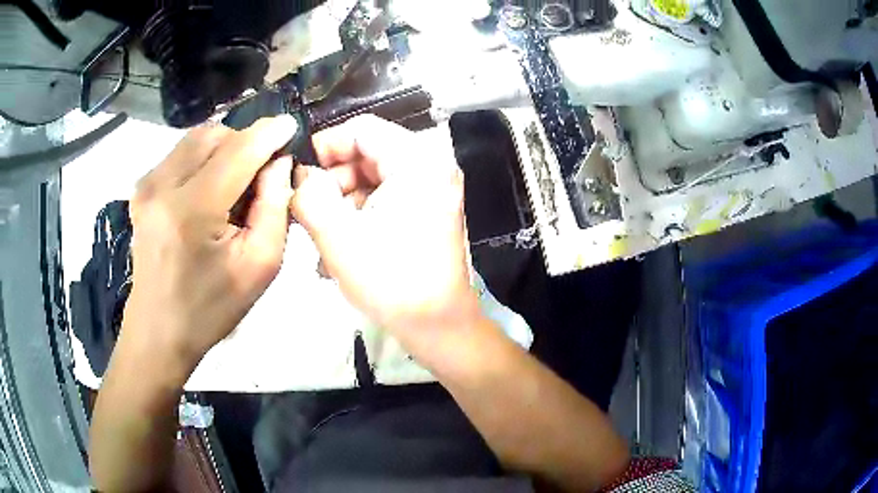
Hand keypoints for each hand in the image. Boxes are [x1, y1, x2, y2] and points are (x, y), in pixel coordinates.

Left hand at [123, 116, 297, 367]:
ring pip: (197, 138)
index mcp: (191, 210)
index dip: (269, 133)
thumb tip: (278, 162)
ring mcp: (147, 184)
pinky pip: (181, 153)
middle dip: (245, 143)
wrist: (158, 330)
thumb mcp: (259, 267)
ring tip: (235, 184)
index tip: (291, 126)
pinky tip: (209, 190)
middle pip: (216, 134)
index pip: (238, 149)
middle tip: (261, 173)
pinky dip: (204, 159)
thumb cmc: (210, 308)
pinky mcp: (141, 188)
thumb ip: (275, 207)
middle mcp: (162, 186)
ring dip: (224, 149)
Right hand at [290, 115, 480, 356]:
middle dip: (332, 179)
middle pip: (368, 153)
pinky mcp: (427, 210)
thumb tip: (300, 176)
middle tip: (307, 210)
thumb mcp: (339, 237)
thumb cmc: (392, 281)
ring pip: (373, 177)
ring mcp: (431, 189)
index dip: (326, 145)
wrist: (438, 326)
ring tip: (321, 234)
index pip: (363, 129)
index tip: (301, 174)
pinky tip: (340, 243)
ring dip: (342, 200)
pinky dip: (360, 213)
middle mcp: (431, 167)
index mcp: (418, 161)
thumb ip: (309, 196)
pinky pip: (385, 197)